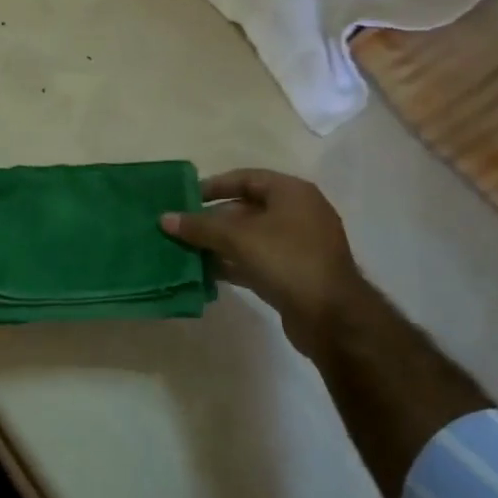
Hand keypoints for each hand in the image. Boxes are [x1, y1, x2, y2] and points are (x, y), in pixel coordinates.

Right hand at [160, 169, 359, 343]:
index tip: (186, 198)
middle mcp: (298, 214)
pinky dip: (233, 264)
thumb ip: (200, 227)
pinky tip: (206, 272)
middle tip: (182, 228)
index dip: (214, 186)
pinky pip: (256, 261)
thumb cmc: (288, 261)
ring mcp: (298, 246)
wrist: (333, 319)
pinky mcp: (294, 274)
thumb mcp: (239, 238)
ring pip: (250, 237)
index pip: (246, 178)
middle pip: (246, 208)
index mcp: (292, 193)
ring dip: (219, 244)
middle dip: (212, 219)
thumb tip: (164, 218)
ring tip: (186, 251)